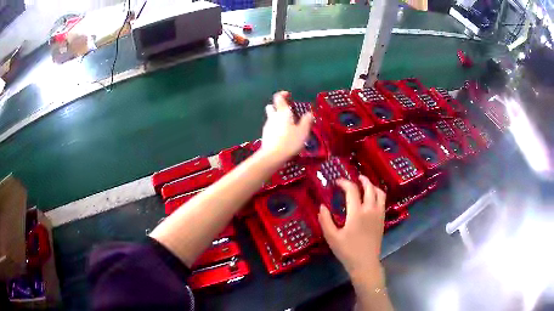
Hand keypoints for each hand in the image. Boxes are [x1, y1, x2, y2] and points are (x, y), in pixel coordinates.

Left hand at [261, 91, 312, 160]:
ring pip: (271, 118)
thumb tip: (309, 113)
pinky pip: (271, 128)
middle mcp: (273, 117)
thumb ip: (307, 121)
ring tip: (288, 126)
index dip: (282, 94)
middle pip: (271, 107)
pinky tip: (283, 136)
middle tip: (287, 112)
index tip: (288, 95)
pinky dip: (276, 129)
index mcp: (282, 112)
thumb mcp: (303, 131)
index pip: (278, 98)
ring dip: (277, 119)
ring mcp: (267, 126)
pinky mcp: (265, 136)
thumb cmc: (290, 141)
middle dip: (277, 107)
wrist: (273, 156)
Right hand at [318, 176, 385, 277]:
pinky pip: (383, 201)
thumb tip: (322, 206)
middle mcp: (370, 210)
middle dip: (362, 180)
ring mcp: (379, 214)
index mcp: (357, 213)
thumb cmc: (347, 251)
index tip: (337, 182)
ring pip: (380, 193)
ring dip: (372, 186)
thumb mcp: (331, 237)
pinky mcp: (382, 220)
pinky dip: (378, 194)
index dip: (344, 183)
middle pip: (369, 187)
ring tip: (365, 185)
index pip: (352, 190)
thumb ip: (325, 220)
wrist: (365, 263)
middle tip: (355, 178)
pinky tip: (372, 199)